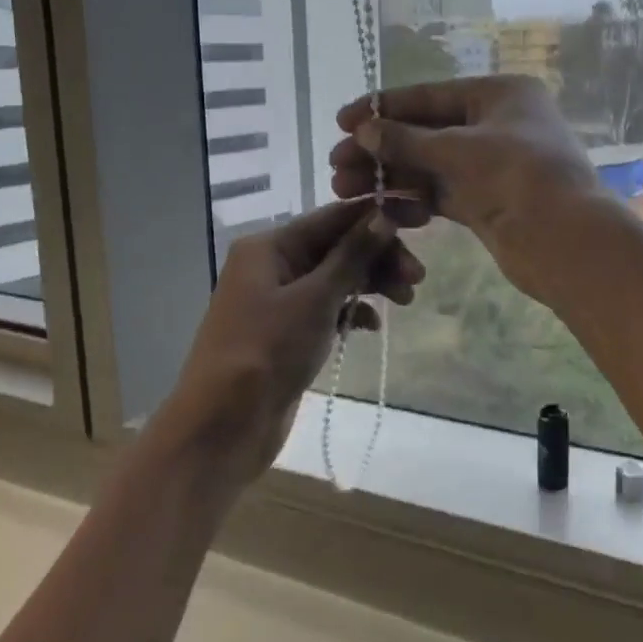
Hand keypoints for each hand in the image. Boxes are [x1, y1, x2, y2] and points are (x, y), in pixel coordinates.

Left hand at [150, 200, 422, 490]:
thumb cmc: (266, 352)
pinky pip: (327, 308)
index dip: (376, 217)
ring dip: (371, 284)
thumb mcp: (314, 299)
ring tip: (406, 300)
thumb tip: (384, 216)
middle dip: (378, 257)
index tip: (419, 224)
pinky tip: (372, 326)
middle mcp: (272, 265)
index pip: (333, 217)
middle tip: (417, 278)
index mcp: (270, 246)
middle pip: (337, 246)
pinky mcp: (287, 332)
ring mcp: (278, 300)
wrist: (223, 425)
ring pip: (335, 278)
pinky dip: (351, 311)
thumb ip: (352, 256)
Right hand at [329, 76, 605, 302]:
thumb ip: (406, 139)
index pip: (430, 95)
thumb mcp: (458, 150)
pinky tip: (381, 208)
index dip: (383, 107)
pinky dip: (412, 199)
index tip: (341, 120)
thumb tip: (363, 130)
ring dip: (389, 176)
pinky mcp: (486, 201)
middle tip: (336, 164)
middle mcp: (496, 124)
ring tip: (343, 189)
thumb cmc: (517, 176)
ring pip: (429, 165)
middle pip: (426, 131)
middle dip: (380, 148)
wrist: (566, 242)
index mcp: (500, 94)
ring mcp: (492, 165)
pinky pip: (440, 193)